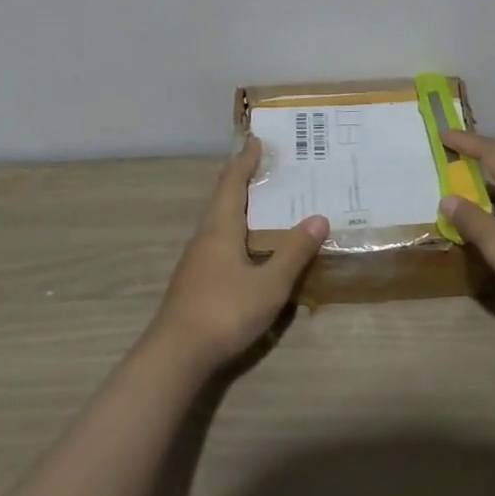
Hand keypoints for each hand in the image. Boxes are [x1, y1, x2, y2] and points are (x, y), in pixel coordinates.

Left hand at [149, 137, 328, 371]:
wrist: (175, 355)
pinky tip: (243, 245)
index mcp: (221, 227)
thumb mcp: (269, 284)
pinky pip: (216, 239)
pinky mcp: (194, 280)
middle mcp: (205, 235)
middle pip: (220, 196)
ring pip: (216, 219)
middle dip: (237, 177)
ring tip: (256, 199)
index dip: (245, 160)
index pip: (234, 182)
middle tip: (256, 161)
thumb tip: (319, 218)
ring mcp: (196, 259)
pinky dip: (232, 227)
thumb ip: (293, 252)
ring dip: (234, 203)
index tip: (257, 140)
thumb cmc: (225, 310)